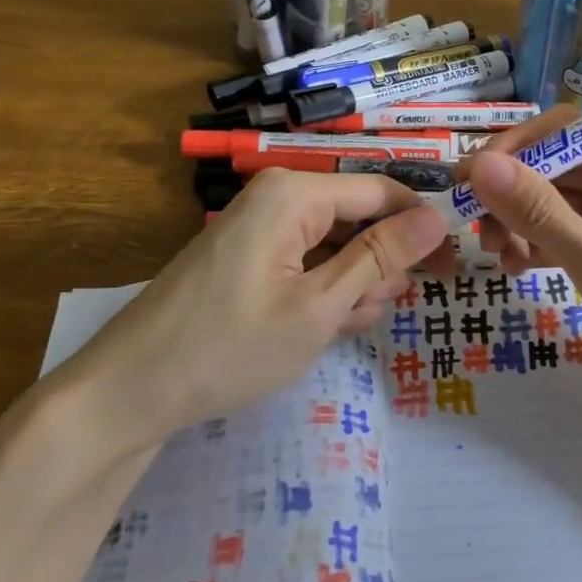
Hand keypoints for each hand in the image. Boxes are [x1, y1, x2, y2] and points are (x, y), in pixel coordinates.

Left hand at [66, 169, 450, 440]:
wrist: (130, 390)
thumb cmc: (229, 347)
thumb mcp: (318, 307)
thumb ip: (379, 257)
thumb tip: (437, 218)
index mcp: (295, 193)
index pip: (381, 191)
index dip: (421, 228)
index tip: (451, 270)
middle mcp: (278, 197)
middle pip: (358, 216)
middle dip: (379, 262)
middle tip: (372, 311)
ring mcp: (260, 227)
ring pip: (334, 242)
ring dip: (354, 282)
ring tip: (343, 325)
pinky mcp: (249, 256)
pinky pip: (306, 259)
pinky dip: (325, 289)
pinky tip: (325, 325)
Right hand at [466, 109, 581, 426]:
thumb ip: (542, 213)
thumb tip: (480, 165)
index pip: (570, 131)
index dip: (514, 151)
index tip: (466, 182)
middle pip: (565, 163)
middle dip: (517, 194)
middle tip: (475, 230)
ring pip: (566, 197)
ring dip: (527, 221)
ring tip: (498, 256)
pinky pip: (578, 228)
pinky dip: (547, 243)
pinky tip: (520, 267)